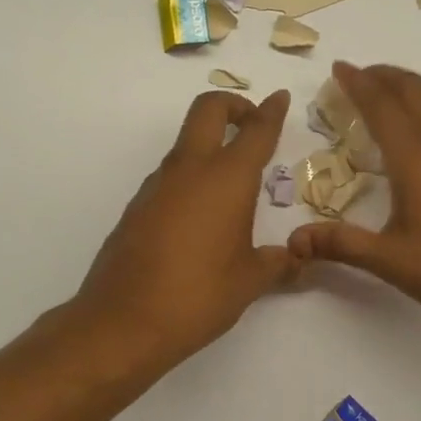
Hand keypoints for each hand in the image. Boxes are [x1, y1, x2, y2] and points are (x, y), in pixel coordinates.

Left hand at [70, 88, 294, 369]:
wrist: (122, 322)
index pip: (255, 130)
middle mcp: (189, 170)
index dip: (271, 111)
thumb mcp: (249, 281)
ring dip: (209, 145)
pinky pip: (170, 176)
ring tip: (231, 183)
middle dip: (232, 106)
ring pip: (185, 144)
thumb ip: (279, 263)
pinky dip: (190, 177)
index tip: (280, 98)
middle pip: (207, 110)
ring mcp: (157, 186)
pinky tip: (201, 217)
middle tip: (251, 124)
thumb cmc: (198, 296)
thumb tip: (298, 260)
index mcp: (226, 179)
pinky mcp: (136, 206)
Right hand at [287, 63, 420, 331]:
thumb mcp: (393, 261)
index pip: (381, 106)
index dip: (358, 84)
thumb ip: (343, 246)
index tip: (339, 67)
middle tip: (361, 75)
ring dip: (416, 88)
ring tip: (397, 100)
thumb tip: (295, 240)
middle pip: (414, 90)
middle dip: (385, 76)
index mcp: (416, 157)